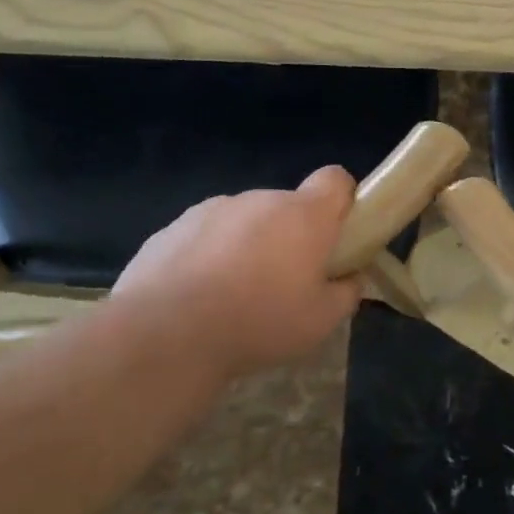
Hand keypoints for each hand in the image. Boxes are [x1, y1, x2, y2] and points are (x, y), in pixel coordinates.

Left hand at [112, 165, 365, 378]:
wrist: (165, 334)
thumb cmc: (259, 322)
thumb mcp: (321, 321)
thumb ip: (345, 293)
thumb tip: (348, 279)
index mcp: (303, 215)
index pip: (335, 179)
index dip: (341, 202)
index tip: (336, 236)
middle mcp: (259, 200)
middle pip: (287, 207)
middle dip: (291, 236)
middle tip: (285, 283)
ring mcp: (211, 209)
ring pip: (244, 222)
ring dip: (248, 246)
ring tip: (234, 297)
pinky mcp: (171, 228)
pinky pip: (205, 237)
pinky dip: (208, 258)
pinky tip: (197, 299)